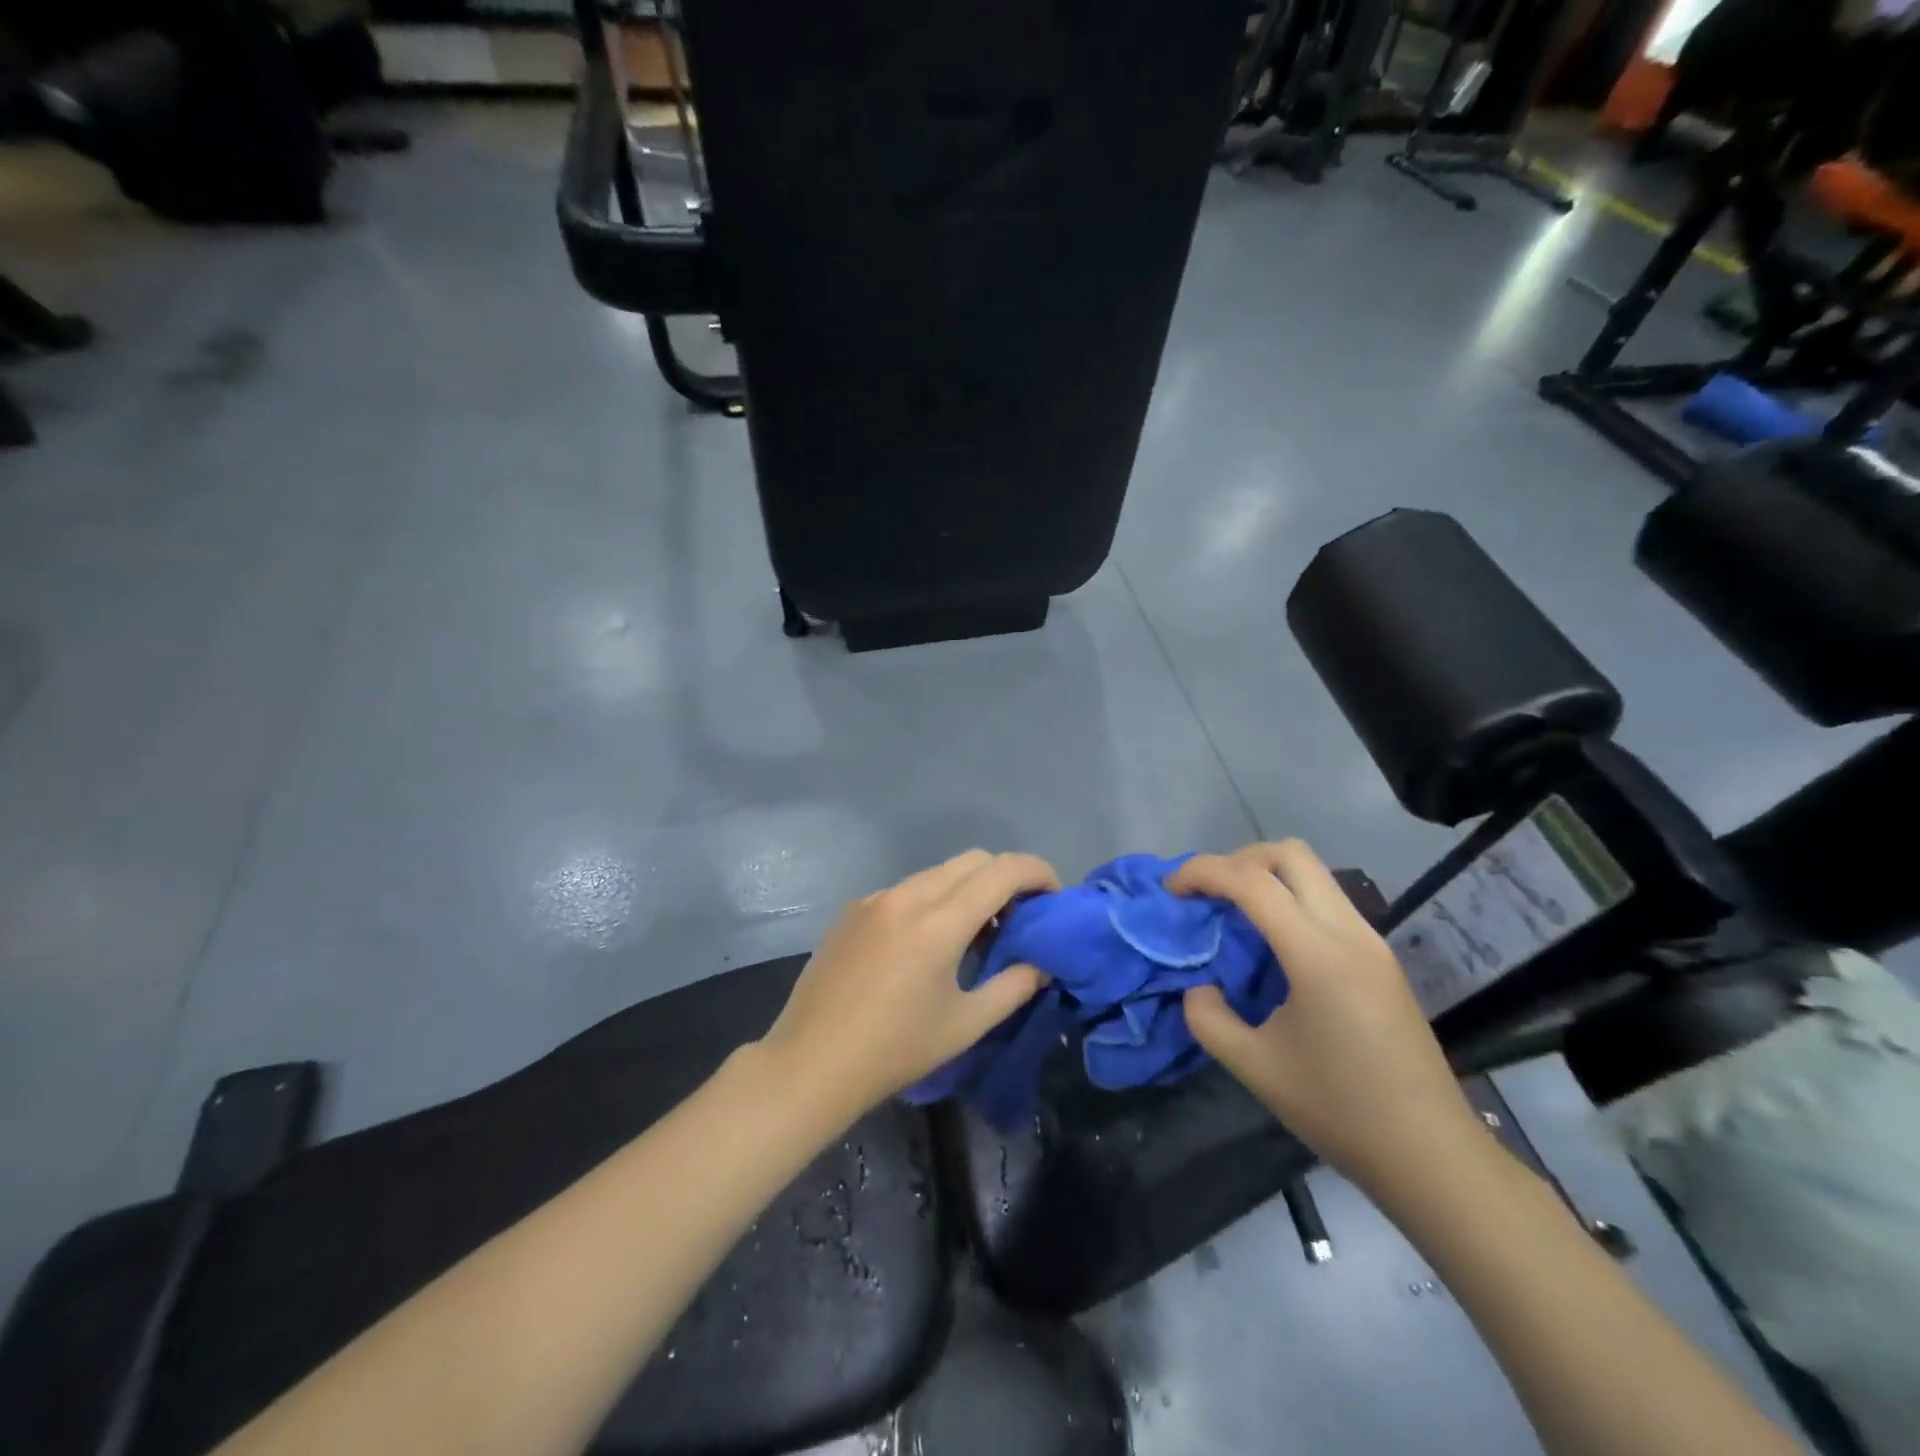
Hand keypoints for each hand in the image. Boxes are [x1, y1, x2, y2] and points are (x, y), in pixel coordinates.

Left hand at [759, 850, 1060, 1119]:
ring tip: (976, 933)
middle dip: (1006, 877)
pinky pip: (907, 889)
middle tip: (1019, 918)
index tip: (1053, 897)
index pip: (1003, 871)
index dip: (1038, 873)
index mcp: (938, 922)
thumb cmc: (894, 1050)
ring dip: (968, 888)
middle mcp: (907, 896)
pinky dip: (933, 899)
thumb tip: (1040, 963)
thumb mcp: (965, 1025)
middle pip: (973, 860)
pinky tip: (927, 943)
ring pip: (938, 872)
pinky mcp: (853, 909)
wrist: (810, 1063)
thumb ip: (1013, 987)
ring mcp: (875, 898)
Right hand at [1171, 841, 1484, 1199]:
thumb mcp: (1255, 1068)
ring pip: (1313, 873)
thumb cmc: (1340, 1111)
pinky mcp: (1380, 958)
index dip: (1202, 872)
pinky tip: (1271, 943)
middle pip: (1290, 854)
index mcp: (1317, 953)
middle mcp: (1348, 932)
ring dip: (1265, 876)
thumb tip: (1200, 988)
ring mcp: (1371, 942)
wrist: (1433, 1156)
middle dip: (1237, 859)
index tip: (1170, 889)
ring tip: (1231, 914)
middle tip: (1206, 894)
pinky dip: (1289, 900)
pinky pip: (1327, 901)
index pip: (1251, 881)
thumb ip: (1209, 1018)